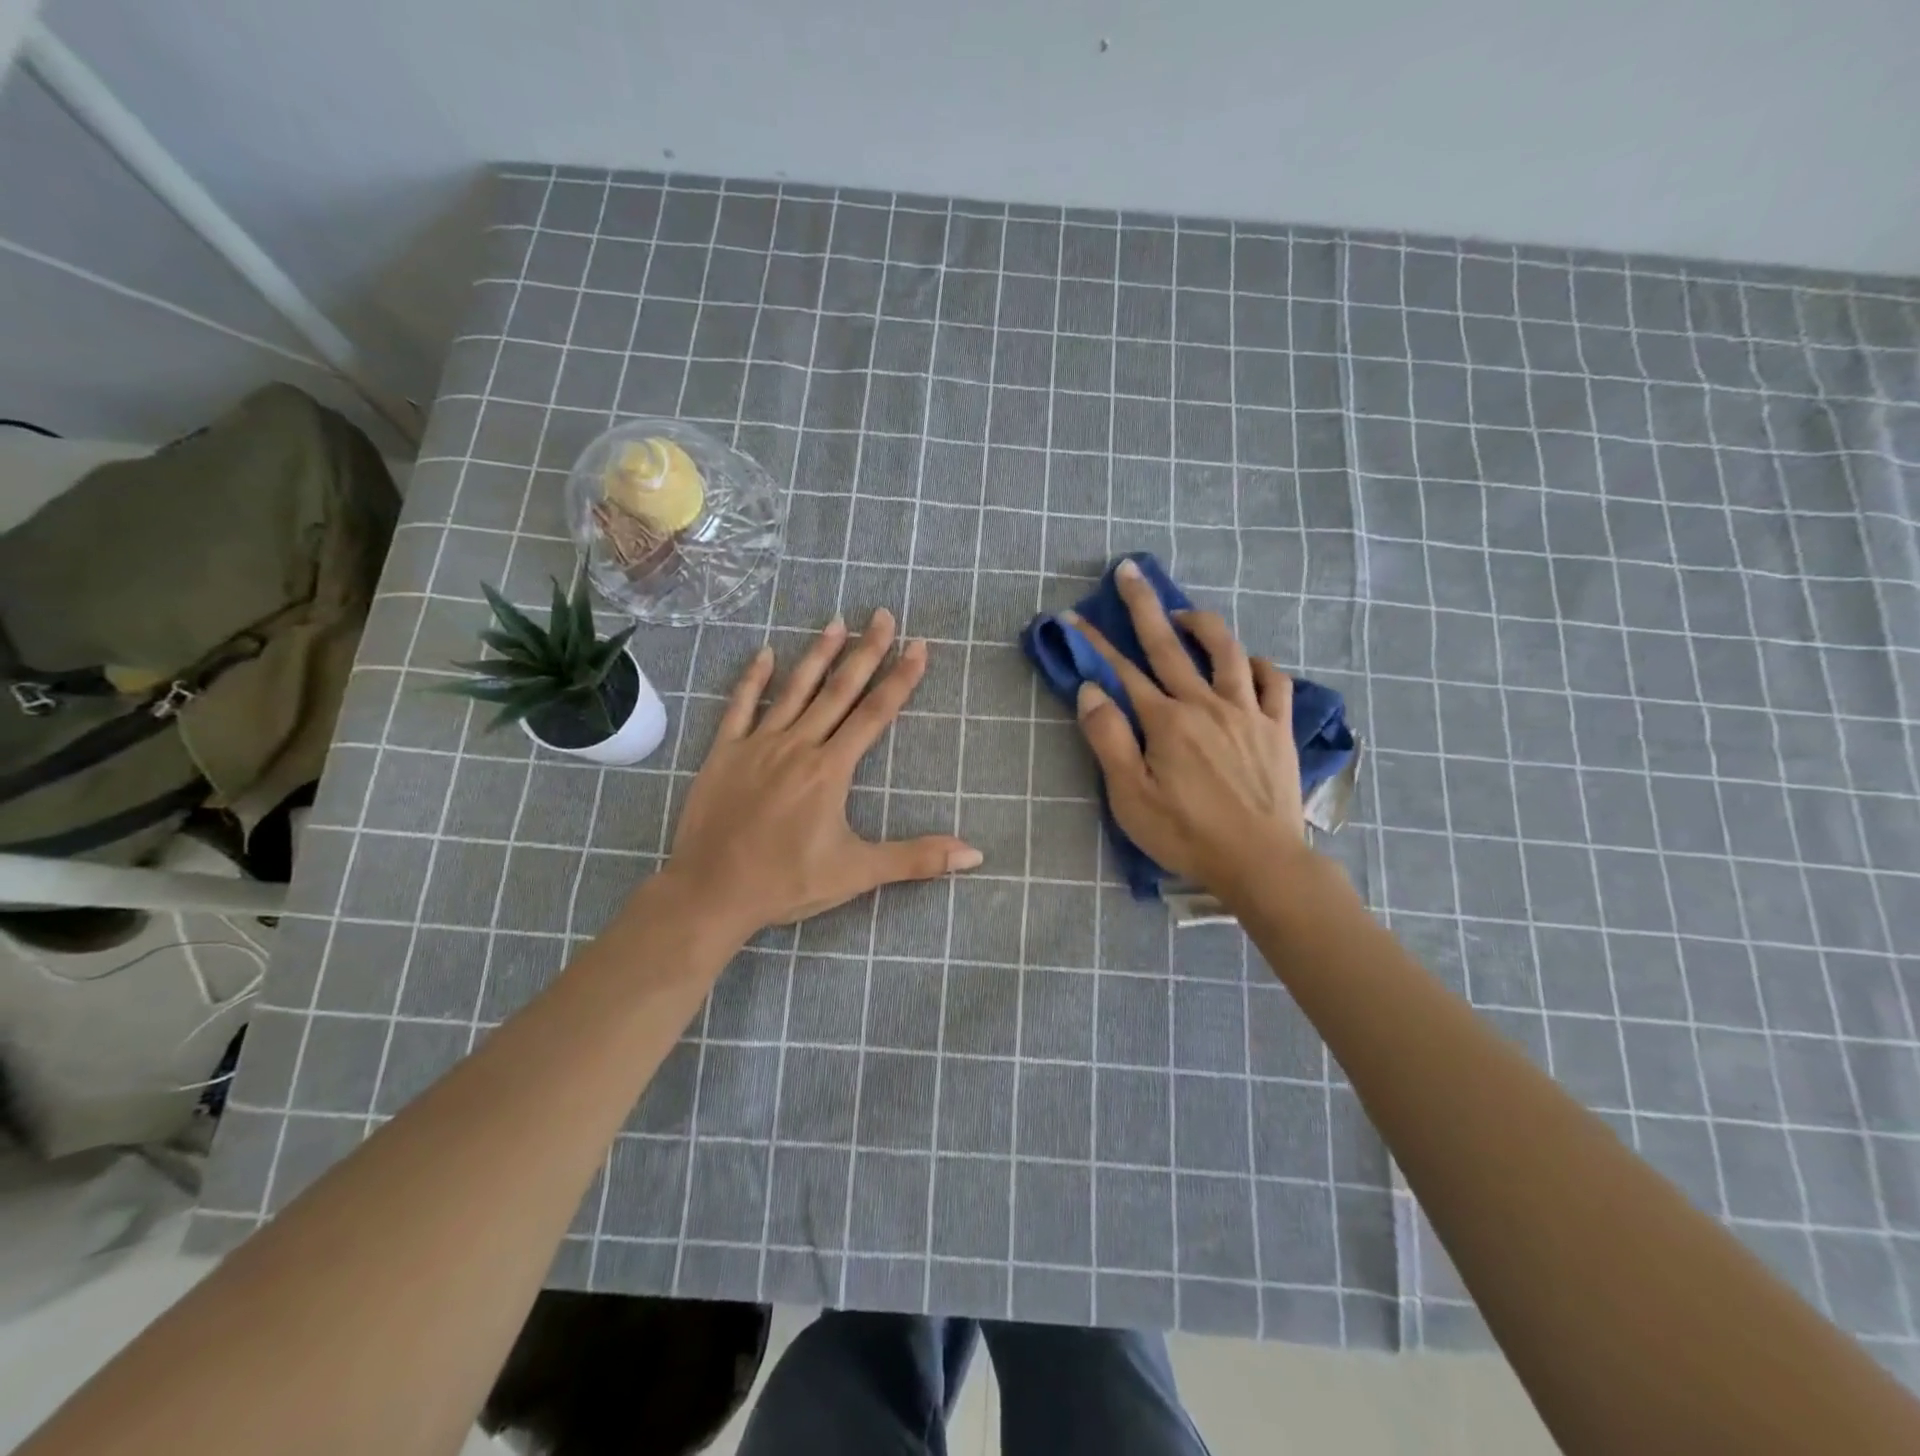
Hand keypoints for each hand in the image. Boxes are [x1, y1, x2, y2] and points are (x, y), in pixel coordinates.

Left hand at [660, 609, 981, 938]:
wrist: (711, 893)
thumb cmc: (787, 883)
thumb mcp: (858, 873)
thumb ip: (917, 859)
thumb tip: (974, 855)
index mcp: (831, 769)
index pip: (875, 713)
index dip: (901, 678)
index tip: (919, 645)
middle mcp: (798, 745)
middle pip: (839, 690)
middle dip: (865, 651)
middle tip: (882, 615)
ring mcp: (758, 744)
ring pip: (794, 689)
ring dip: (818, 654)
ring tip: (836, 622)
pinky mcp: (724, 752)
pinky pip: (740, 706)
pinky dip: (754, 678)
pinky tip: (766, 652)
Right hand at [1068, 560, 1309, 896]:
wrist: (1261, 861)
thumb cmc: (1186, 834)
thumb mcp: (1131, 797)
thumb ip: (1108, 740)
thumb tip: (1090, 690)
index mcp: (1166, 721)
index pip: (1122, 671)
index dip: (1094, 643)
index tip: (1072, 617)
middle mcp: (1206, 703)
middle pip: (1169, 645)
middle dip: (1144, 606)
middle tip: (1129, 571)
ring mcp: (1247, 712)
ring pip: (1226, 651)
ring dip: (1202, 624)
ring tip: (1185, 615)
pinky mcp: (1277, 727)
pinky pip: (1273, 681)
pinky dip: (1258, 663)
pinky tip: (1246, 663)